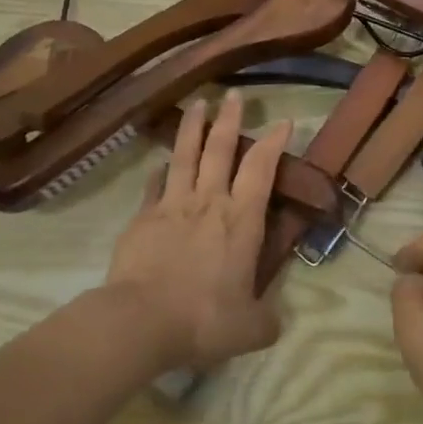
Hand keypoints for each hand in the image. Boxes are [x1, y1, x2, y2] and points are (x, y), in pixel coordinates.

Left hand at [105, 92, 292, 372]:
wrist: (140, 321)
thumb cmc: (203, 319)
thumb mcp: (249, 328)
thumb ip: (265, 320)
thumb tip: (274, 322)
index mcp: (241, 220)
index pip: (261, 168)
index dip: (274, 142)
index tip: (282, 120)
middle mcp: (210, 202)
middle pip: (221, 149)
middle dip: (230, 119)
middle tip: (234, 95)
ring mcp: (172, 205)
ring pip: (185, 155)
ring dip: (193, 128)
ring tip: (197, 104)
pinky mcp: (142, 218)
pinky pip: (154, 185)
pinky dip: (160, 171)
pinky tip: (160, 164)